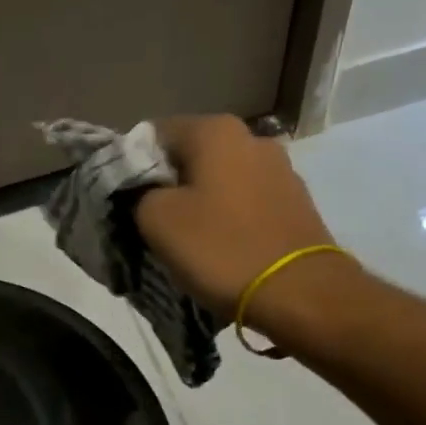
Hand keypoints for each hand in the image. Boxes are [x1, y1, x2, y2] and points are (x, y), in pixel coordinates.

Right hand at [135, 115, 347, 320]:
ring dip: (197, 204)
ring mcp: (279, 169)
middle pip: (188, 156)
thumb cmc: (221, 248)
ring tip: (186, 241)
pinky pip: (244, 202)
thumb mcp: (156, 219)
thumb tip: (142, 189)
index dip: (132, 167)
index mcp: (215, 130)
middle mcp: (251, 137)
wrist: (300, 294)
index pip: (152, 135)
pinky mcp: (295, 201)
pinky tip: (220, 247)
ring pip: (217, 180)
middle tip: (150, 225)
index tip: (125, 203)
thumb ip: (137, 192)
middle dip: (166, 186)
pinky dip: (226, 218)